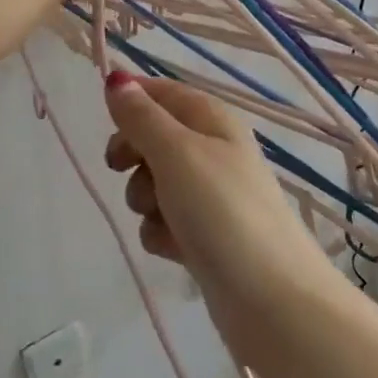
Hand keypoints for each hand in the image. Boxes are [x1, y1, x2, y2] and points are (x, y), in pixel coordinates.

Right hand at [102, 74, 336, 330]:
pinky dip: (161, 232)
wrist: (272, 300)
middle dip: (133, 154)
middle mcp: (213, 151)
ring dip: (145, 198)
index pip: (164, 92)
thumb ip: (142, 117)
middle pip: (154, 137)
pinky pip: (164, 222)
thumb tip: (116, 78)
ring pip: (154, 182)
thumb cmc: (223, 212)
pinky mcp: (205, 236)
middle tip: (120, 167)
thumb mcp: (177, 153)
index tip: (105, 121)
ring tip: (162, 216)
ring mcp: (210, 196)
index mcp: (213, 120)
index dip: (132, 99)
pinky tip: (174, 248)